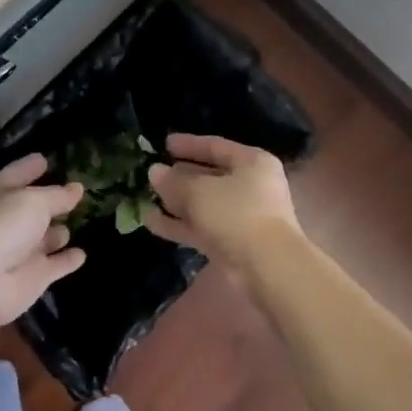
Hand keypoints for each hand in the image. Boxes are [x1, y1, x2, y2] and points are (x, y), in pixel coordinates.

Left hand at [0, 153, 85, 336]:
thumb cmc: (0, 226)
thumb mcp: (33, 200)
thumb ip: (57, 195)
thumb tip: (77, 188)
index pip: (17, 173)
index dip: (31, 166)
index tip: (46, 159)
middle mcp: (5, 220)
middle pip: (31, 207)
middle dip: (50, 200)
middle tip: (76, 191)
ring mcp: (19, 250)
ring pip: (44, 237)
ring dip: (58, 231)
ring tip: (78, 220)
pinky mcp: (32, 277)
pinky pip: (55, 265)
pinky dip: (67, 260)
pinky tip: (81, 255)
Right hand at [145, 133, 303, 268]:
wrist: (267, 266)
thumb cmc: (236, 213)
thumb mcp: (199, 191)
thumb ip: (174, 181)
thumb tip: (154, 171)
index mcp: (252, 163)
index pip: (216, 146)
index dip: (189, 145)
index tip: (164, 144)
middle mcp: (250, 186)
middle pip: (210, 176)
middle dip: (180, 176)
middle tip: (153, 173)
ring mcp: (242, 216)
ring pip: (204, 204)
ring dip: (176, 202)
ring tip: (145, 197)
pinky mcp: (232, 242)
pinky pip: (202, 227)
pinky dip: (179, 224)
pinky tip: (151, 221)